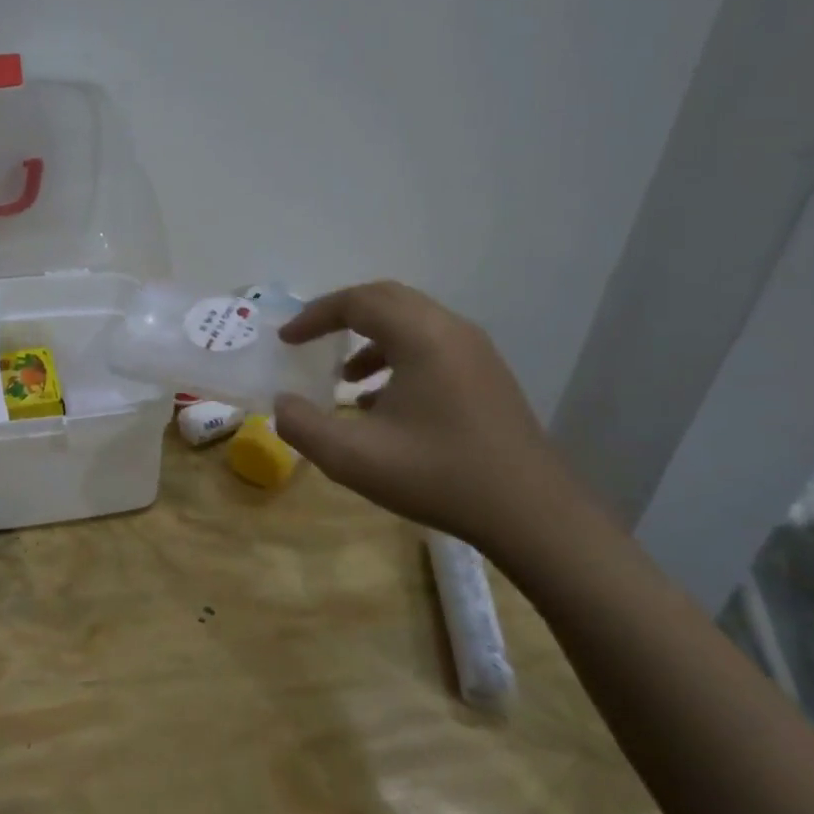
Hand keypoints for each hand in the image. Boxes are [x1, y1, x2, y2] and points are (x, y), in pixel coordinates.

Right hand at [272, 281, 593, 561]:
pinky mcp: (487, 375)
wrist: (532, 514)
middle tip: (310, 340)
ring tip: (344, 377)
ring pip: (411, 322)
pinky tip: (383, 403)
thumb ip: (303, 426)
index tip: (287, 340)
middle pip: (386, 300)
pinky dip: (397, 356)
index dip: (315, 316)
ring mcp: (475, 352)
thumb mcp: (352, 458)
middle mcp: (451, 330)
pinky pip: (432, 345)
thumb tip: (282, 403)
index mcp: (421, 336)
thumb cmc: (437, 476)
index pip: (357, 301)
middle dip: (341, 315)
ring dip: (370, 338)